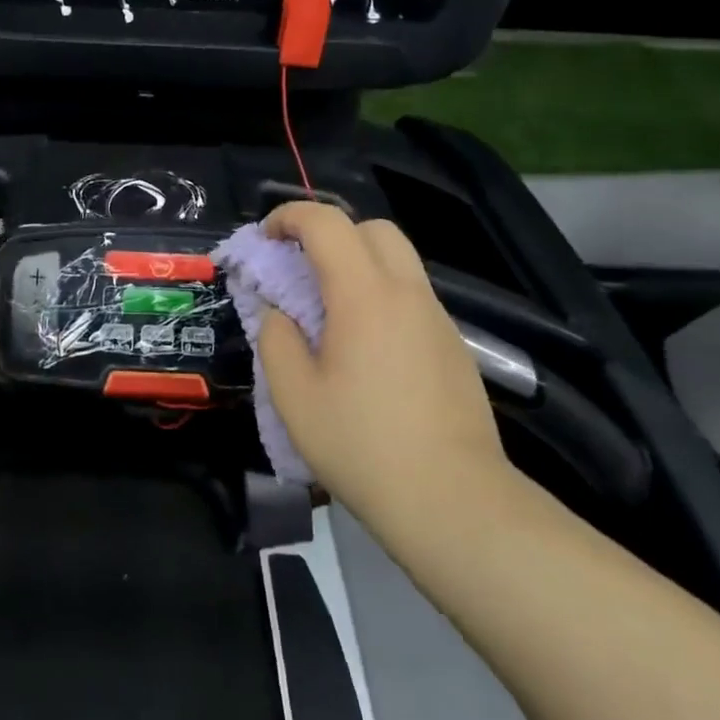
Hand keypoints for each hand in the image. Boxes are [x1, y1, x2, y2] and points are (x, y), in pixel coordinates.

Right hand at [255, 202, 510, 549]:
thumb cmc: (361, 445)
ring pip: (398, 262)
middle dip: (330, 232)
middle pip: (373, 229)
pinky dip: (381, 296)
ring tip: (327, 311)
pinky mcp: (454, 348)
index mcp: (364, 296)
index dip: (289, 217)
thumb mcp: (294, 395)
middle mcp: (407, 294)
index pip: (327, 223)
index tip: (265, 239)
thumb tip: (278, 313)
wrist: (453, 502)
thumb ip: (276, 338)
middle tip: (299, 267)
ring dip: (358, 264)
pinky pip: (412, 298)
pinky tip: (364, 348)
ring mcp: (438, 320)